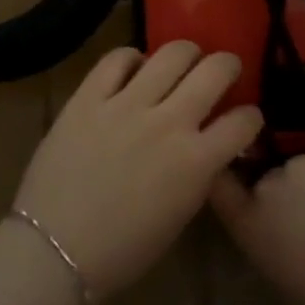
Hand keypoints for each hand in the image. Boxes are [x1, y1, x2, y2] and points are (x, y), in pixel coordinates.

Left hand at [14, 42, 263, 301]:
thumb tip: (206, 145)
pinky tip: (133, 70)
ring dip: (186, 54)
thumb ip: (199, 172)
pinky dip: (132, 59)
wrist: (54, 251)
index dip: (250, 117)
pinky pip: (117, 59)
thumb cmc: (122, 250)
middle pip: (215, 70)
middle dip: (227, 65)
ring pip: (172, 53)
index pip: (244, 121)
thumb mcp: (179, 214)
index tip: (244, 118)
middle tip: (222, 71)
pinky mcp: (89, 98)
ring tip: (181, 62)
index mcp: (196, 161)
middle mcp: (169, 123)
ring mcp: (126, 105)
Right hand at [211, 144, 304, 304]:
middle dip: (289, 186)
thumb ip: (257, 224)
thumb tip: (265, 207)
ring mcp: (304, 161)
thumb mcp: (273, 261)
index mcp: (246, 217)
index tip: (243, 177)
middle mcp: (268, 181)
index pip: (222, 180)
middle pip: (274, 172)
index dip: (231, 172)